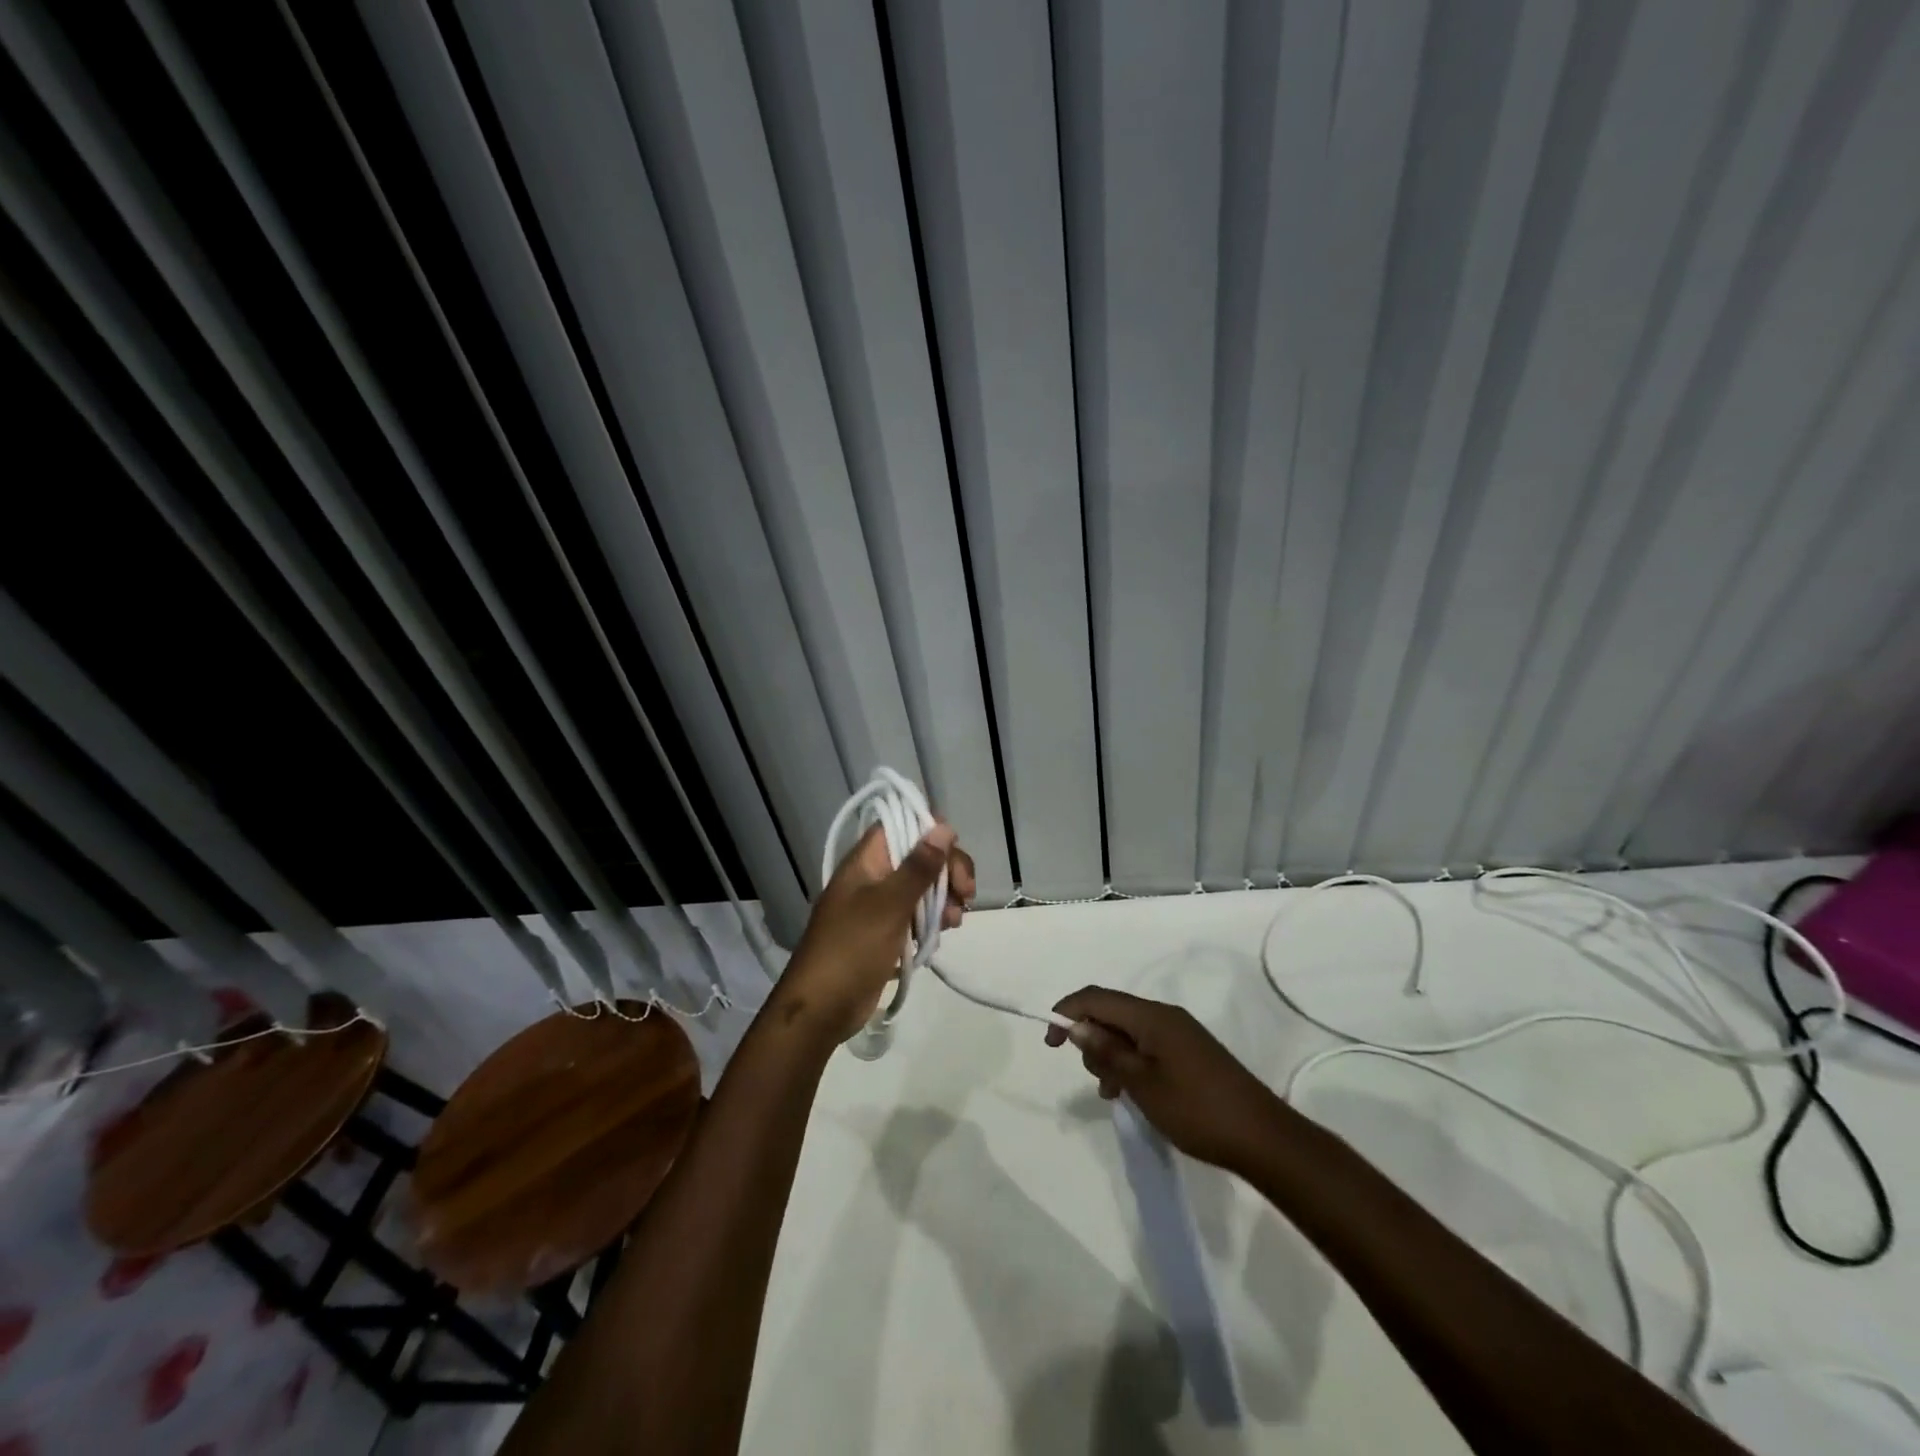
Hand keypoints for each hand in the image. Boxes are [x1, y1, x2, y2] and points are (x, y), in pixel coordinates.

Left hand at [776, 821, 975, 1043]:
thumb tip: (943, 828)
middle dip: (946, 871)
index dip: (930, 831)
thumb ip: (919, 866)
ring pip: (921, 888)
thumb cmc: (853, 948)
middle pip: (918, 856)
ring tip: (954, 921)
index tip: (954, 852)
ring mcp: (878, 906)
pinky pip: (915, 915)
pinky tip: (943, 933)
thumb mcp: (890, 904)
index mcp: (866, 861)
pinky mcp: (885, 933)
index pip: (901, 826)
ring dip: (944, 898)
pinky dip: (932, 920)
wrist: (822, 1008)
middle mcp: (872, 877)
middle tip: (966, 894)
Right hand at [1045, 987, 1282, 1174]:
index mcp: (1152, 1017)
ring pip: (1128, 1032)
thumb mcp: (1142, 1084)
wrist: (1263, 1138)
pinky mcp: (1189, 1054)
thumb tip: (1077, 1026)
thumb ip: (1107, 1052)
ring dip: (1110, 1055)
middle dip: (1091, 1039)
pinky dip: (1130, 1064)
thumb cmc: (1197, 1110)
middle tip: (1096, 1080)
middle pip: (1112, 1013)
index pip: (1097, 998)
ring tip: (1113, 1093)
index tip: (1049, 1042)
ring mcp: (1180, 1034)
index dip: (1067, 1012)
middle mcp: (1165, 1016)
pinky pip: (1146, 1047)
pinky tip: (1130, 1094)